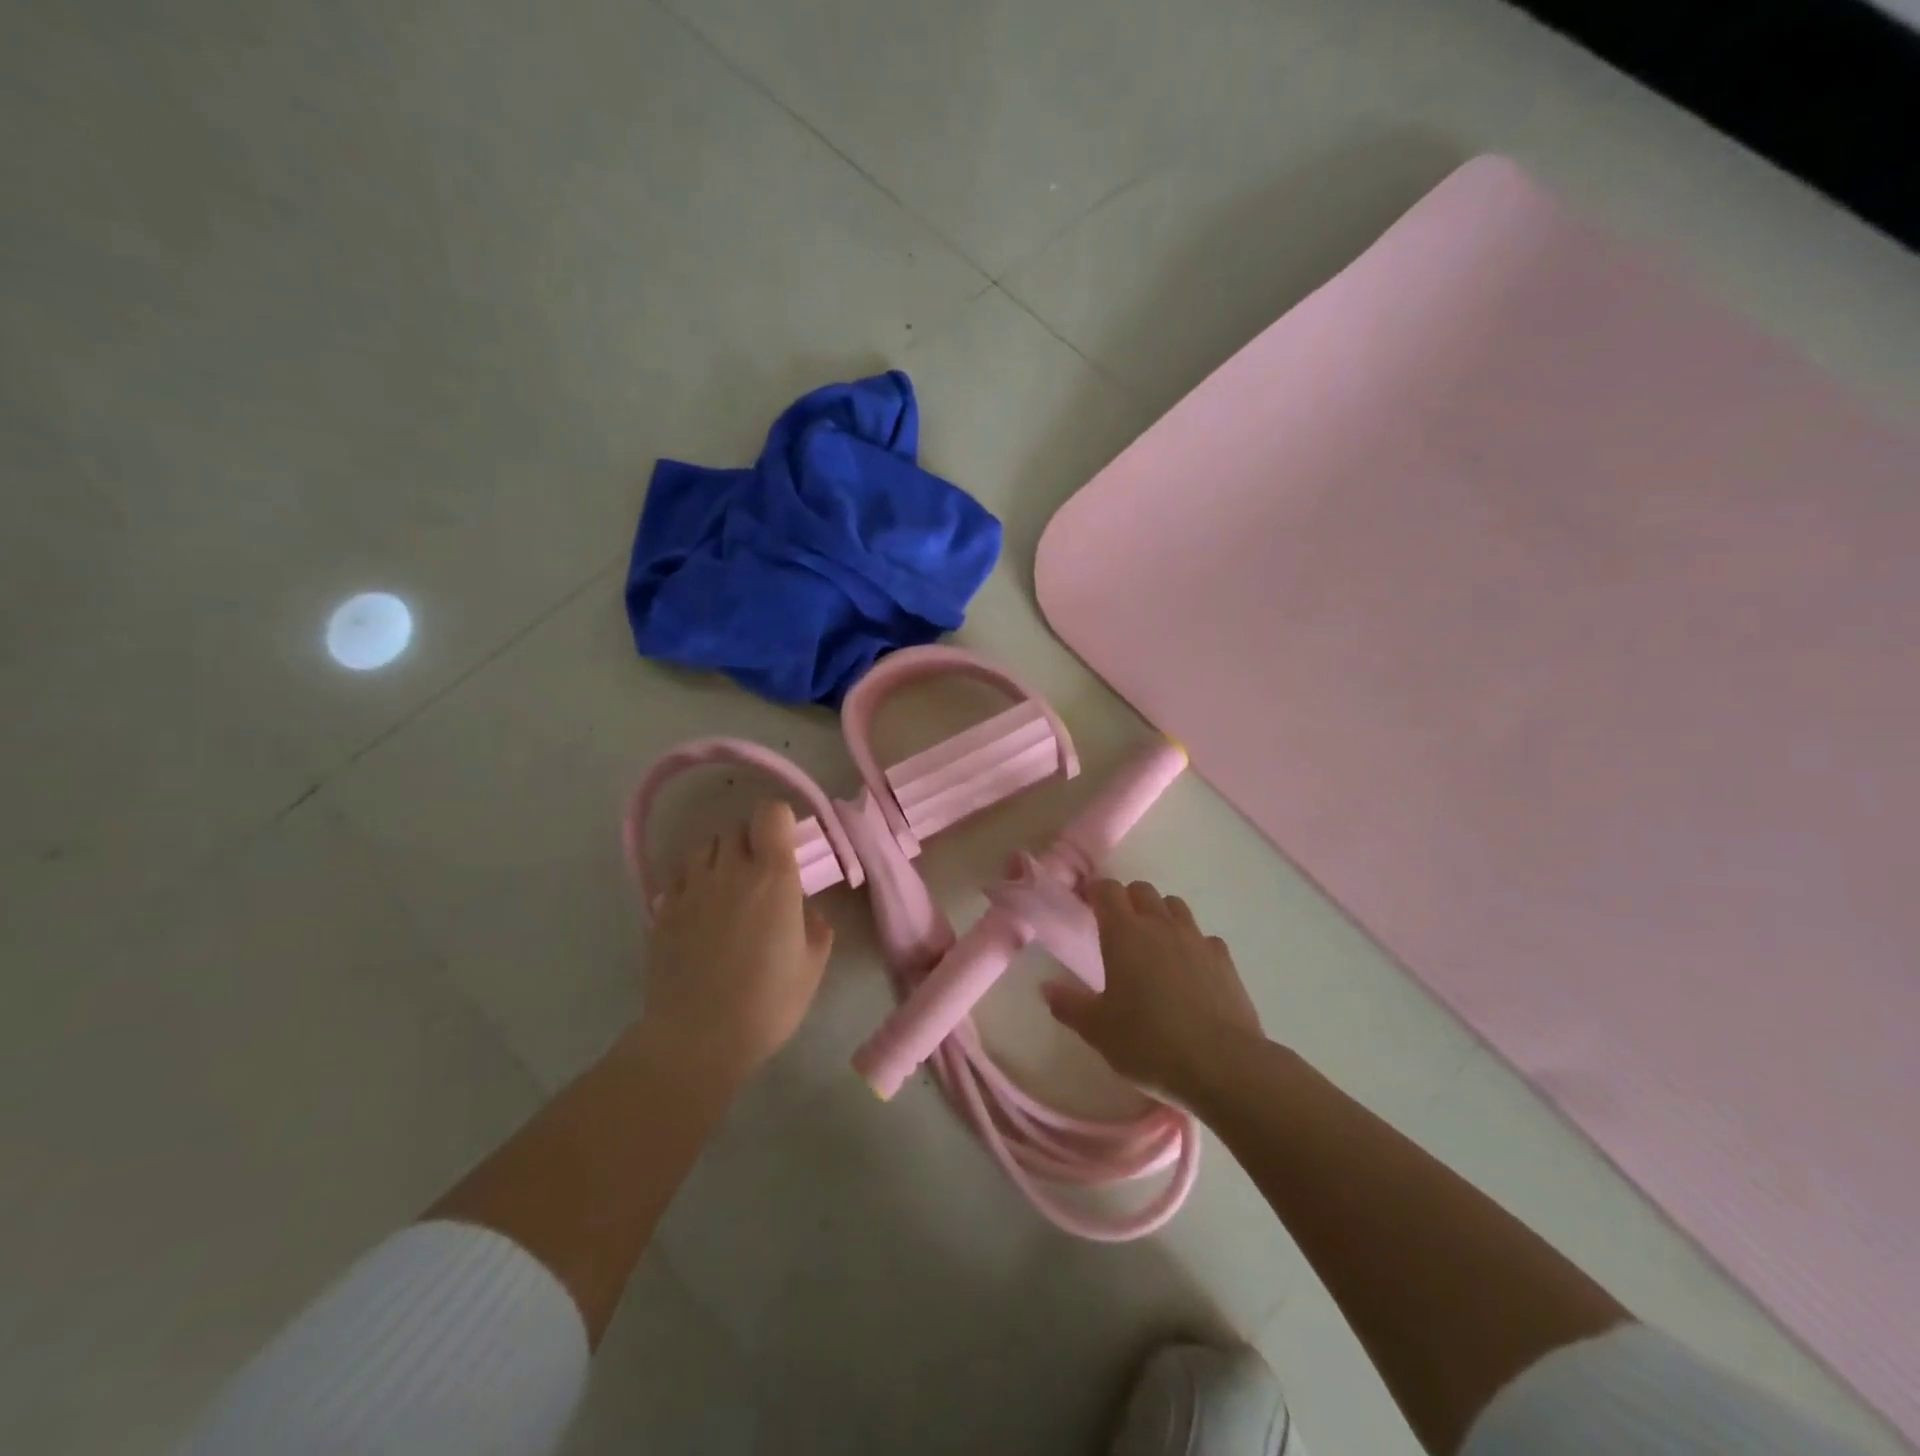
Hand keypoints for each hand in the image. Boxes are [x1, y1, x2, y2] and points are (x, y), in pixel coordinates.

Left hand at [639, 800, 833, 1086]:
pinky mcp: (663, 910)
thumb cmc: (767, 1002)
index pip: (771, 813)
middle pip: (736, 828)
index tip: (788, 846)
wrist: (697, 1038)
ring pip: (704, 847)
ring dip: (719, 858)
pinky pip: (679, 876)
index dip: (780, 822)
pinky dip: (692, 882)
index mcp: (773, 876)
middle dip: (751, 842)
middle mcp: (730, 870)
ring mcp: (691, 888)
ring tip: (727, 887)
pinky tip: (699, 909)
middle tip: (761, 873)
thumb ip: (815, 927)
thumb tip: (805, 910)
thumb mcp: (812, 966)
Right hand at [1043, 878, 1262, 1101]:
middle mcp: (1160, 925)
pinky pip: (1204, 938)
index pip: (1107, 890)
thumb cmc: (1148, 1042)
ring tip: (1153, 943)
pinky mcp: (1225, 961)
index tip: (1085, 902)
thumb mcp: (1098, 1029)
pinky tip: (1190, 969)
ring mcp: (1197, 940)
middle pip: (1142, 890)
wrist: (1222, 1065)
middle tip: (1117, 927)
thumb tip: (1047, 987)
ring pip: (1175, 907)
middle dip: (1127, 900)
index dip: (1094, 891)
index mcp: (1124, 933)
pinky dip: (1193, 944)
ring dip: (1161, 915)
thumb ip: (1070, 1004)